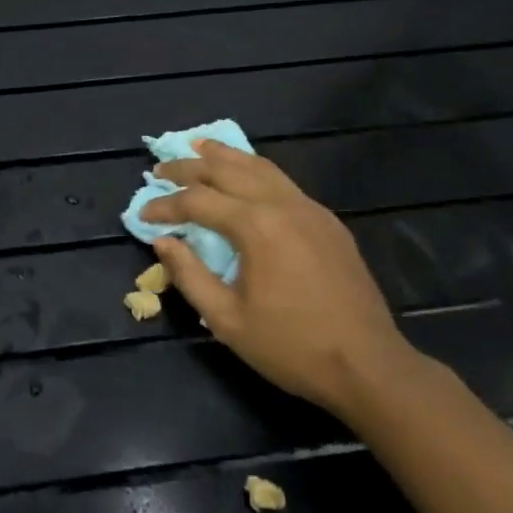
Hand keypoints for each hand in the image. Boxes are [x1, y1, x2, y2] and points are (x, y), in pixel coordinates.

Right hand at [141, 139, 417, 417]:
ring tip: (199, 146)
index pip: (197, 201)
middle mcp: (281, 204)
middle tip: (161, 168)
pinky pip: (282, 181)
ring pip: (259, 166)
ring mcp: (309, 208)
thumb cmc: (292, 346)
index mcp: (255, 226)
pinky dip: (254, 170)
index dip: (165, 205)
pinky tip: (245, 176)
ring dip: (224, 155)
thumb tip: (163, 241)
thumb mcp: (227, 320)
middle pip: (226, 169)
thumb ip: (190, 275)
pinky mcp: (327, 221)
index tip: (142, 214)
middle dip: (189, 166)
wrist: (369, 366)